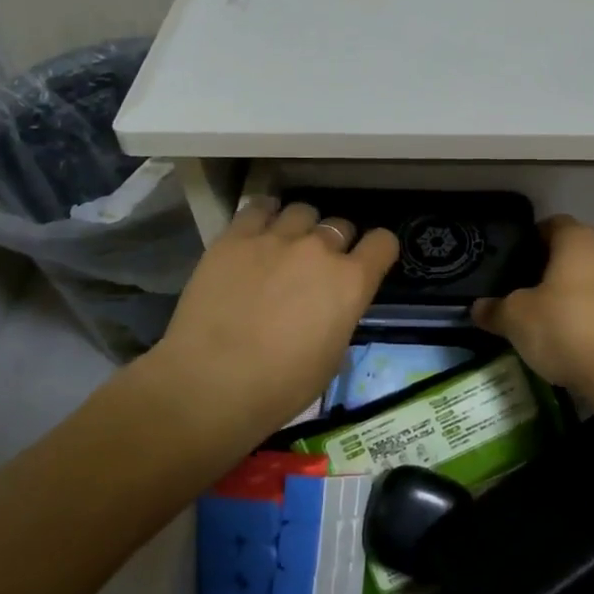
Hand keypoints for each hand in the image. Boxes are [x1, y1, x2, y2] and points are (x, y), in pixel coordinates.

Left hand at [150, 198, 397, 441]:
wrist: (211, 383)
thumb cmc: (280, 386)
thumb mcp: (331, 356)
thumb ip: (340, 315)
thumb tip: (331, 304)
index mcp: (351, 282)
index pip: (383, 243)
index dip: (377, 251)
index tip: (367, 262)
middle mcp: (319, 250)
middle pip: (340, 225)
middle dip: (335, 243)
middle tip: (316, 266)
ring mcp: (276, 238)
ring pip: (302, 211)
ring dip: (301, 227)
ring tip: (285, 245)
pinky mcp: (236, 237)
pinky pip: (258, 208)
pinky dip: (265, 215)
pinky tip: (258, 230)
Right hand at [471, 215, 593, 394]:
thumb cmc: (568, 329)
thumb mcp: (517, 320)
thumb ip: (495, 310)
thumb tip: (477, 308)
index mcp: (577, 239)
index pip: (551, 225)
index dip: (530, 241)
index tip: (514, 264)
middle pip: (575, 251)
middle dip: (553, 269)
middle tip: (527, 293)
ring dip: (577, 294)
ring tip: (552, 320)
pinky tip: (580, 341)